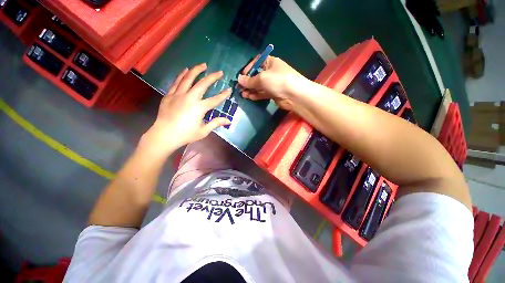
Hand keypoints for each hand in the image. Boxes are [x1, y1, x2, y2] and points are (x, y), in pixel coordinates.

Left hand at [144, 64, 230, 153]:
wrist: (164, 135)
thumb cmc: (186, 134)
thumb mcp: (203, 131)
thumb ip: (216, 123)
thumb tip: (228, 121)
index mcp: (199, 107)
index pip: (215, 99)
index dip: (223, 94)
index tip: (229, 89)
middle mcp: (190, 97)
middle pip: (203, 84)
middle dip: (212, 77)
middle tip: (219, 72)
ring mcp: (178, 95)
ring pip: (188, 78)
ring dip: (196, 70)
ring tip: (203, 65)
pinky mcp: (169, 95)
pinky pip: (176, 82)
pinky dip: (182, 75)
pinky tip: (185, 70)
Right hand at [238, 55, 304, 110]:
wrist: (294, 95)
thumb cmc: (278, 80)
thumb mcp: (262, 78)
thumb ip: (249, 80)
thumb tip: (239, 79)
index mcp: (270, 62)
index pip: (257, 62)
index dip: (249, 68)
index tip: (242, 76)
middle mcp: (271, 72)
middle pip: (257, 76)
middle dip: (248, 82)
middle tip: (240, 88)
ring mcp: (273, 84)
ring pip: (259, 86)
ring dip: (251, 90)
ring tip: (242, 94)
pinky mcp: (274, 93)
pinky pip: (263, 93)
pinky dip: (256, 95)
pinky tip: (249, 97)